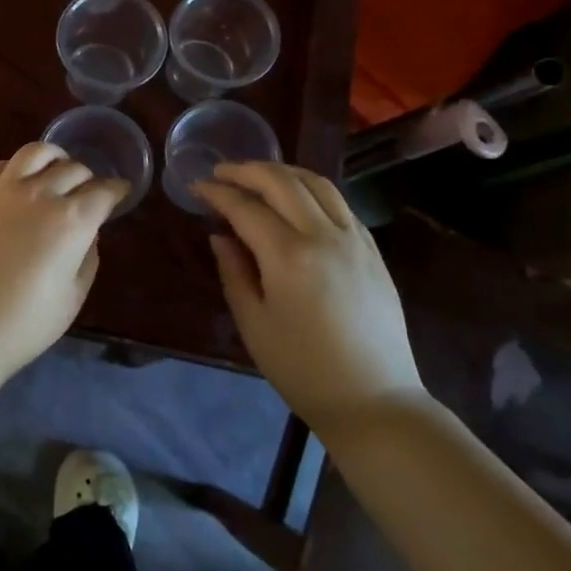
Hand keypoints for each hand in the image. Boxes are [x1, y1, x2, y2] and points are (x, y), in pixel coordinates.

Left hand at [0, 143, 128, 382]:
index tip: (120, 193)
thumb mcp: (72, 298)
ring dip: (54, 158)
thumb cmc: (22, 325)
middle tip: (88, 191)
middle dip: (88, 178)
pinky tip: (16, 181)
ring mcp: (0, 190)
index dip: (117, 190)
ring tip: (56, 168)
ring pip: (35, 152)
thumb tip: (86, 233)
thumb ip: (86, 257)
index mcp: (72, 221)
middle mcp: (39, 194)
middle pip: (73, 169)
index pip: (104, 191)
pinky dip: (15, 168)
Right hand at [193, 162, 423, 425]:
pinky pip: (339, 202)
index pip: (246, 208)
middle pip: (282, 182)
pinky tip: (296, 198)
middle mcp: (324, 236)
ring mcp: (354, 240)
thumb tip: (221, 235)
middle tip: (221, 171)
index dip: (217, 193)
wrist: (373, 400)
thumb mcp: (253, 324)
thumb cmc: (302, 369)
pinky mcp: (372, 250)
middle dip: (247, 170)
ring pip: (317, 183)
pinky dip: (311, 188)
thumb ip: (234, 272)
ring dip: (282, 171)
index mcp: (289, 257)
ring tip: (257, 175)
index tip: (197, 187)